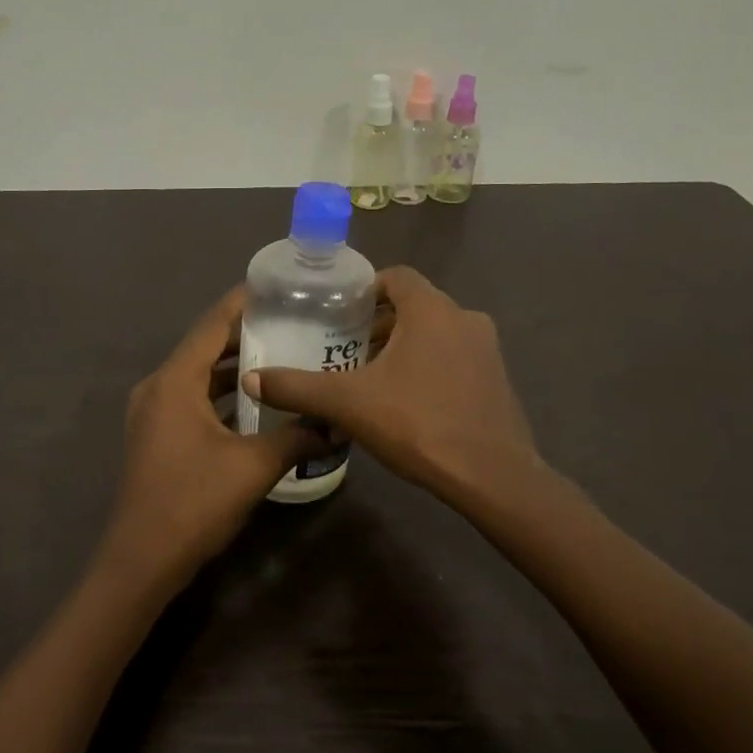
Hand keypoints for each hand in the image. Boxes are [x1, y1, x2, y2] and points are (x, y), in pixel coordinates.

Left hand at [100, 287, 326, 590]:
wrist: (141, 561)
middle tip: (294, 322)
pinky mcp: (157, 435)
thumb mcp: (254, 466)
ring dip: (235, 367)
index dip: (244, 301)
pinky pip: (193, 399)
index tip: (279, 286)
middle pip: (205, 346)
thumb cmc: (193, 503)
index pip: (213, 324)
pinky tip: (257, 402)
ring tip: (282, 356)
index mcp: (175, 381)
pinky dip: (222, 395)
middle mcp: (159, 387)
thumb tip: (335, 424)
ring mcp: (153, 413)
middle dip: (247, 334)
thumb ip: (297, 436)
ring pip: (199, 376)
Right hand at [242, 267, 540, 502]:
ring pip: (436, 333)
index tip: (339, 313)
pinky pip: (455, 357)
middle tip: (346, 348)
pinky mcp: (498, 378)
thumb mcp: (348, 404)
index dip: (365, 288)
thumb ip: (298, 387)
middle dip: (380, 323)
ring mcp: (487, 349)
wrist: (492, 477)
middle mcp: (465, 318)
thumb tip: (254, 379)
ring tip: (371, 376)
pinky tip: (408, 400)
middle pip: (415, 305)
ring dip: (405, 346)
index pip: (396, 276)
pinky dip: (429, 365)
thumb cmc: (418, 424)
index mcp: (432, 309)